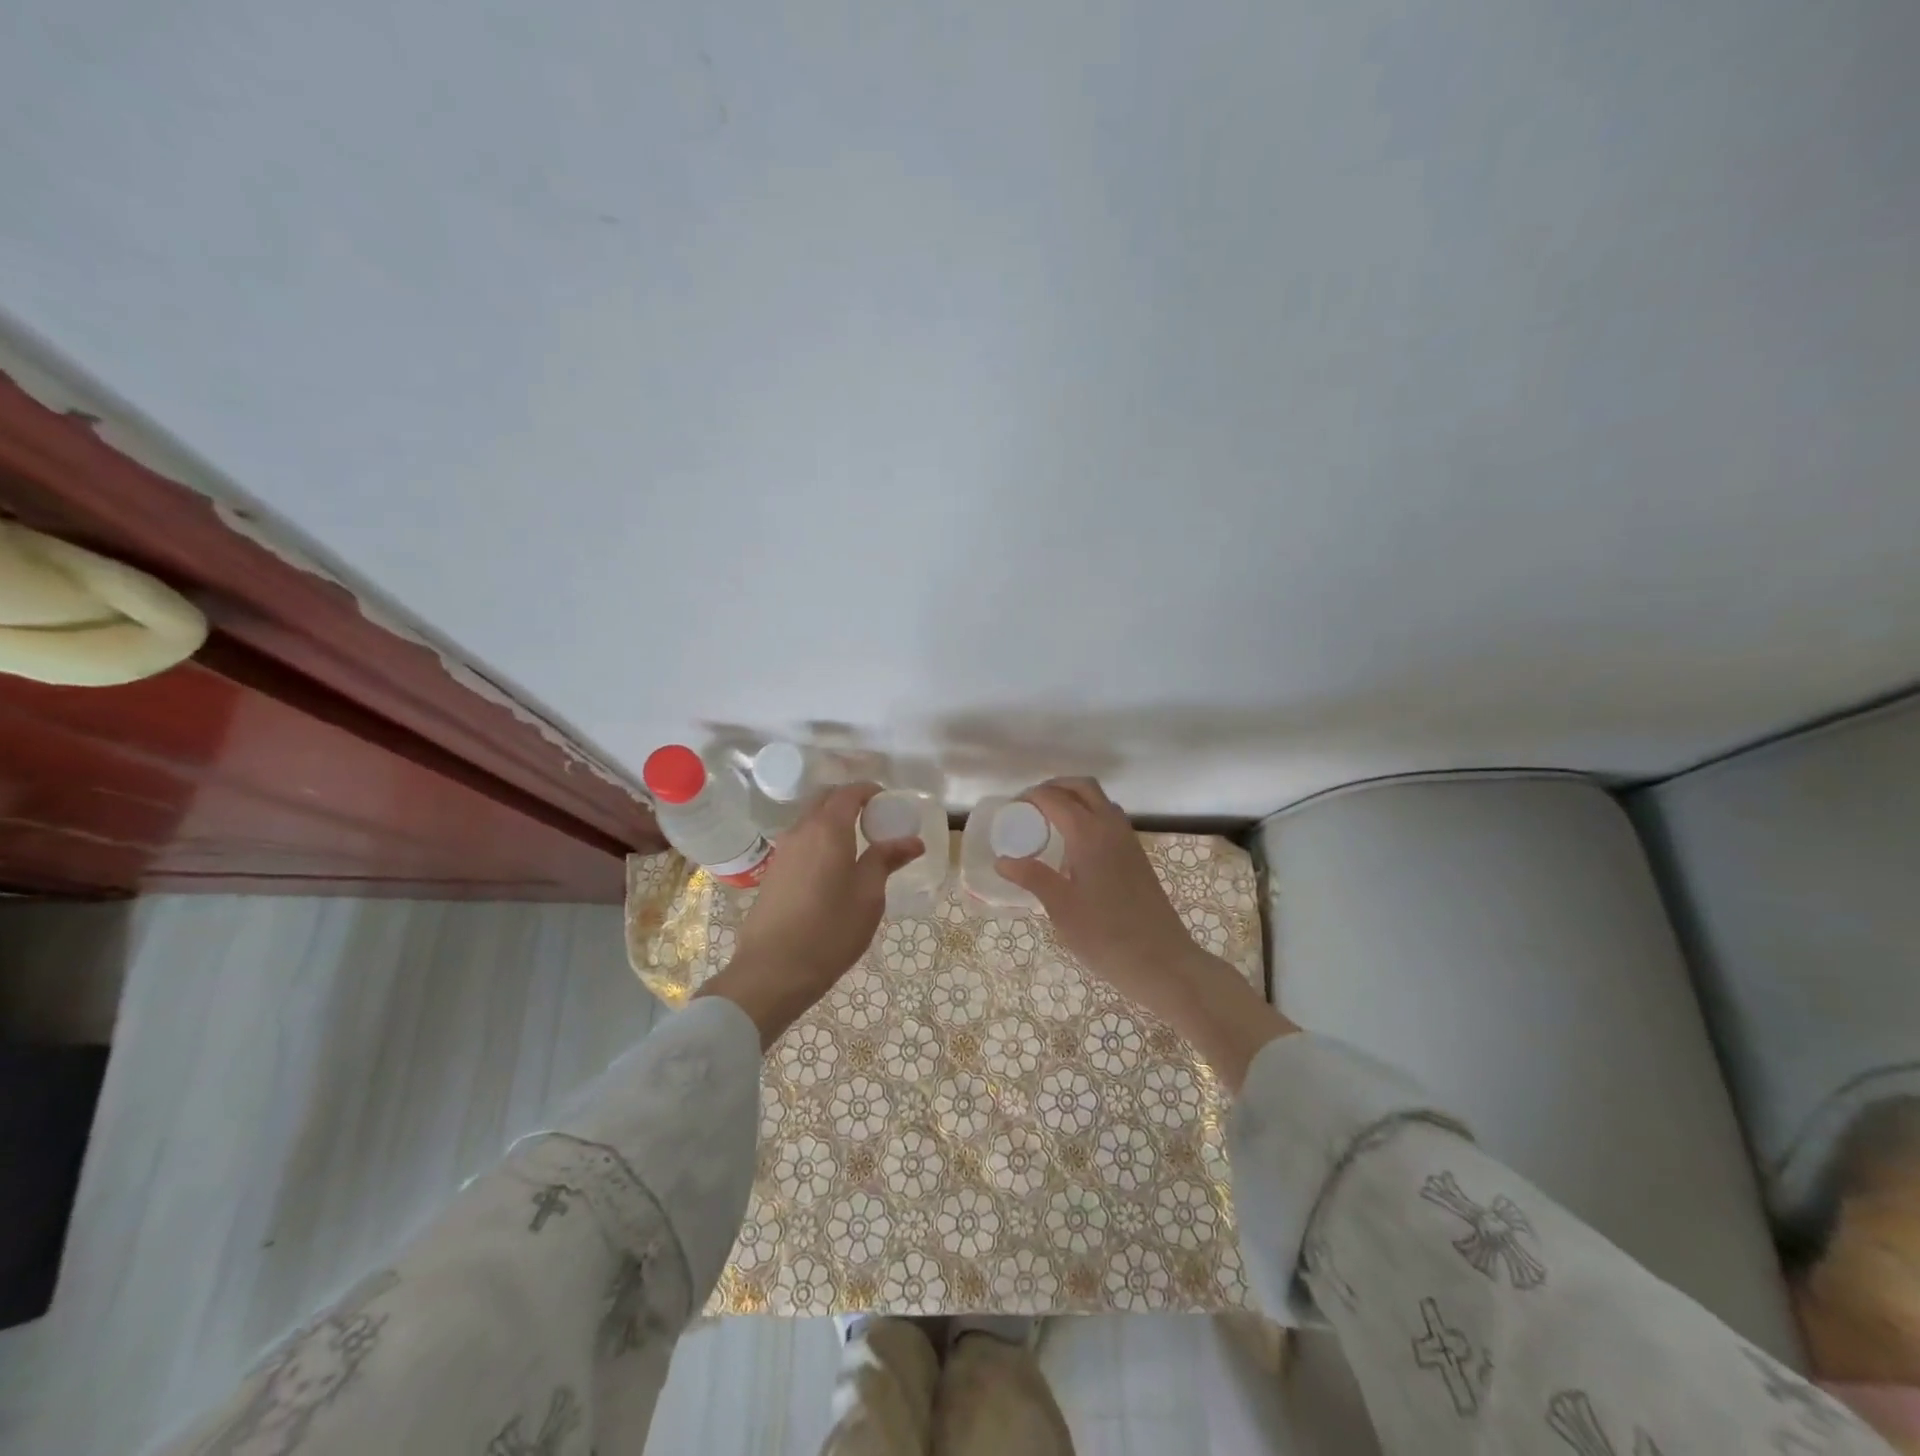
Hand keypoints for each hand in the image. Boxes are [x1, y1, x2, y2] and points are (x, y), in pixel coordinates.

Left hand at [695, 783, 922, 1047]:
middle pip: (825, 800)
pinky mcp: (773, 873)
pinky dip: (819, 841)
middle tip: (875, 822)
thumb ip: (886, 860)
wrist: (772, 971)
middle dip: (850, 802)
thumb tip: (912, 840)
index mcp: (828, 829)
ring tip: (857, 847)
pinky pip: (801, 842)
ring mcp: (782, 852)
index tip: (889, 803)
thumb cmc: (830, 930)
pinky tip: (833, 869)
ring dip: (833, 822)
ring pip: (810, 821)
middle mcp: (801, 831)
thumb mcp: (868, 896)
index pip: (849, 793)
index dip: (870, 791)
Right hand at [996, 777, 1295, 1087]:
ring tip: (1049, 822)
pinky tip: (1075, 845)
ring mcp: (1128, 840)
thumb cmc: (1106, 935)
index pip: (1055, 798)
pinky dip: (1089, 815)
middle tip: (1030, 806)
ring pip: (1100, 800)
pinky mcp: (1137, 855)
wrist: (1162, 960)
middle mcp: (1111, 826)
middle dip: (1054, 787)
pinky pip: (1110, 819)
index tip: (1011, 810)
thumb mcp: (1062, 908)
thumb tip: (1002, 860)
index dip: (1031, 798)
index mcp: (1089, 834)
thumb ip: (1032, 878)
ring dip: (1074, 798)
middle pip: (1082, 787)